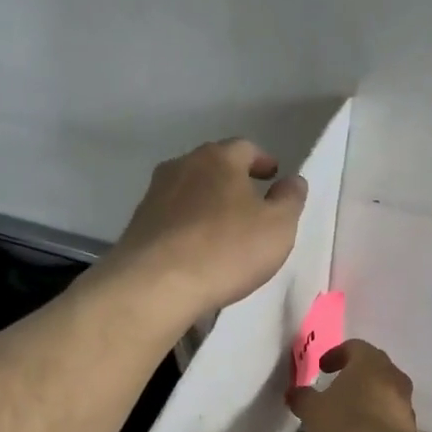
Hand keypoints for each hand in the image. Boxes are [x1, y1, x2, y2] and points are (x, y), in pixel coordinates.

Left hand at [107, 139, 307, 318]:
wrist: (157, 284)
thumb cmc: (227, 250)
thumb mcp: (278, 227)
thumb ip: (290, 200)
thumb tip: (292, 181)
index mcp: (219, 158)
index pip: (246, 147)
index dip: (262, 161)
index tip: (273, 176)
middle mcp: (182, 166)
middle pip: (213, 166)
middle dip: (232, 180)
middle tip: (250, 201)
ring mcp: (154, 194)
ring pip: (189, 190)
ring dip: (207, 203)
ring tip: (222, 228)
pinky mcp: (138, 224)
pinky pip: (172, 217)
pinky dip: (187, 225)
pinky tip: (195, 248)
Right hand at [285, 340, 420, 431]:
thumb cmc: (346, 424)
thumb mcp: (312, 410)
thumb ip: (302, 397)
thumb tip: (295, 392)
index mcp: (369, 361)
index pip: (354, 346)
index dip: (336, 355)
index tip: (322, 369)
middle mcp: (392, 375)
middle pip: (372, 368)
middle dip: (353, 376)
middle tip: (334, 389)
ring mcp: (405, 401)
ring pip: (383, 391)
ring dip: (365, 398)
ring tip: (345, 416)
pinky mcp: (410, 426)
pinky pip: (389, 414)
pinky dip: (375, 418)